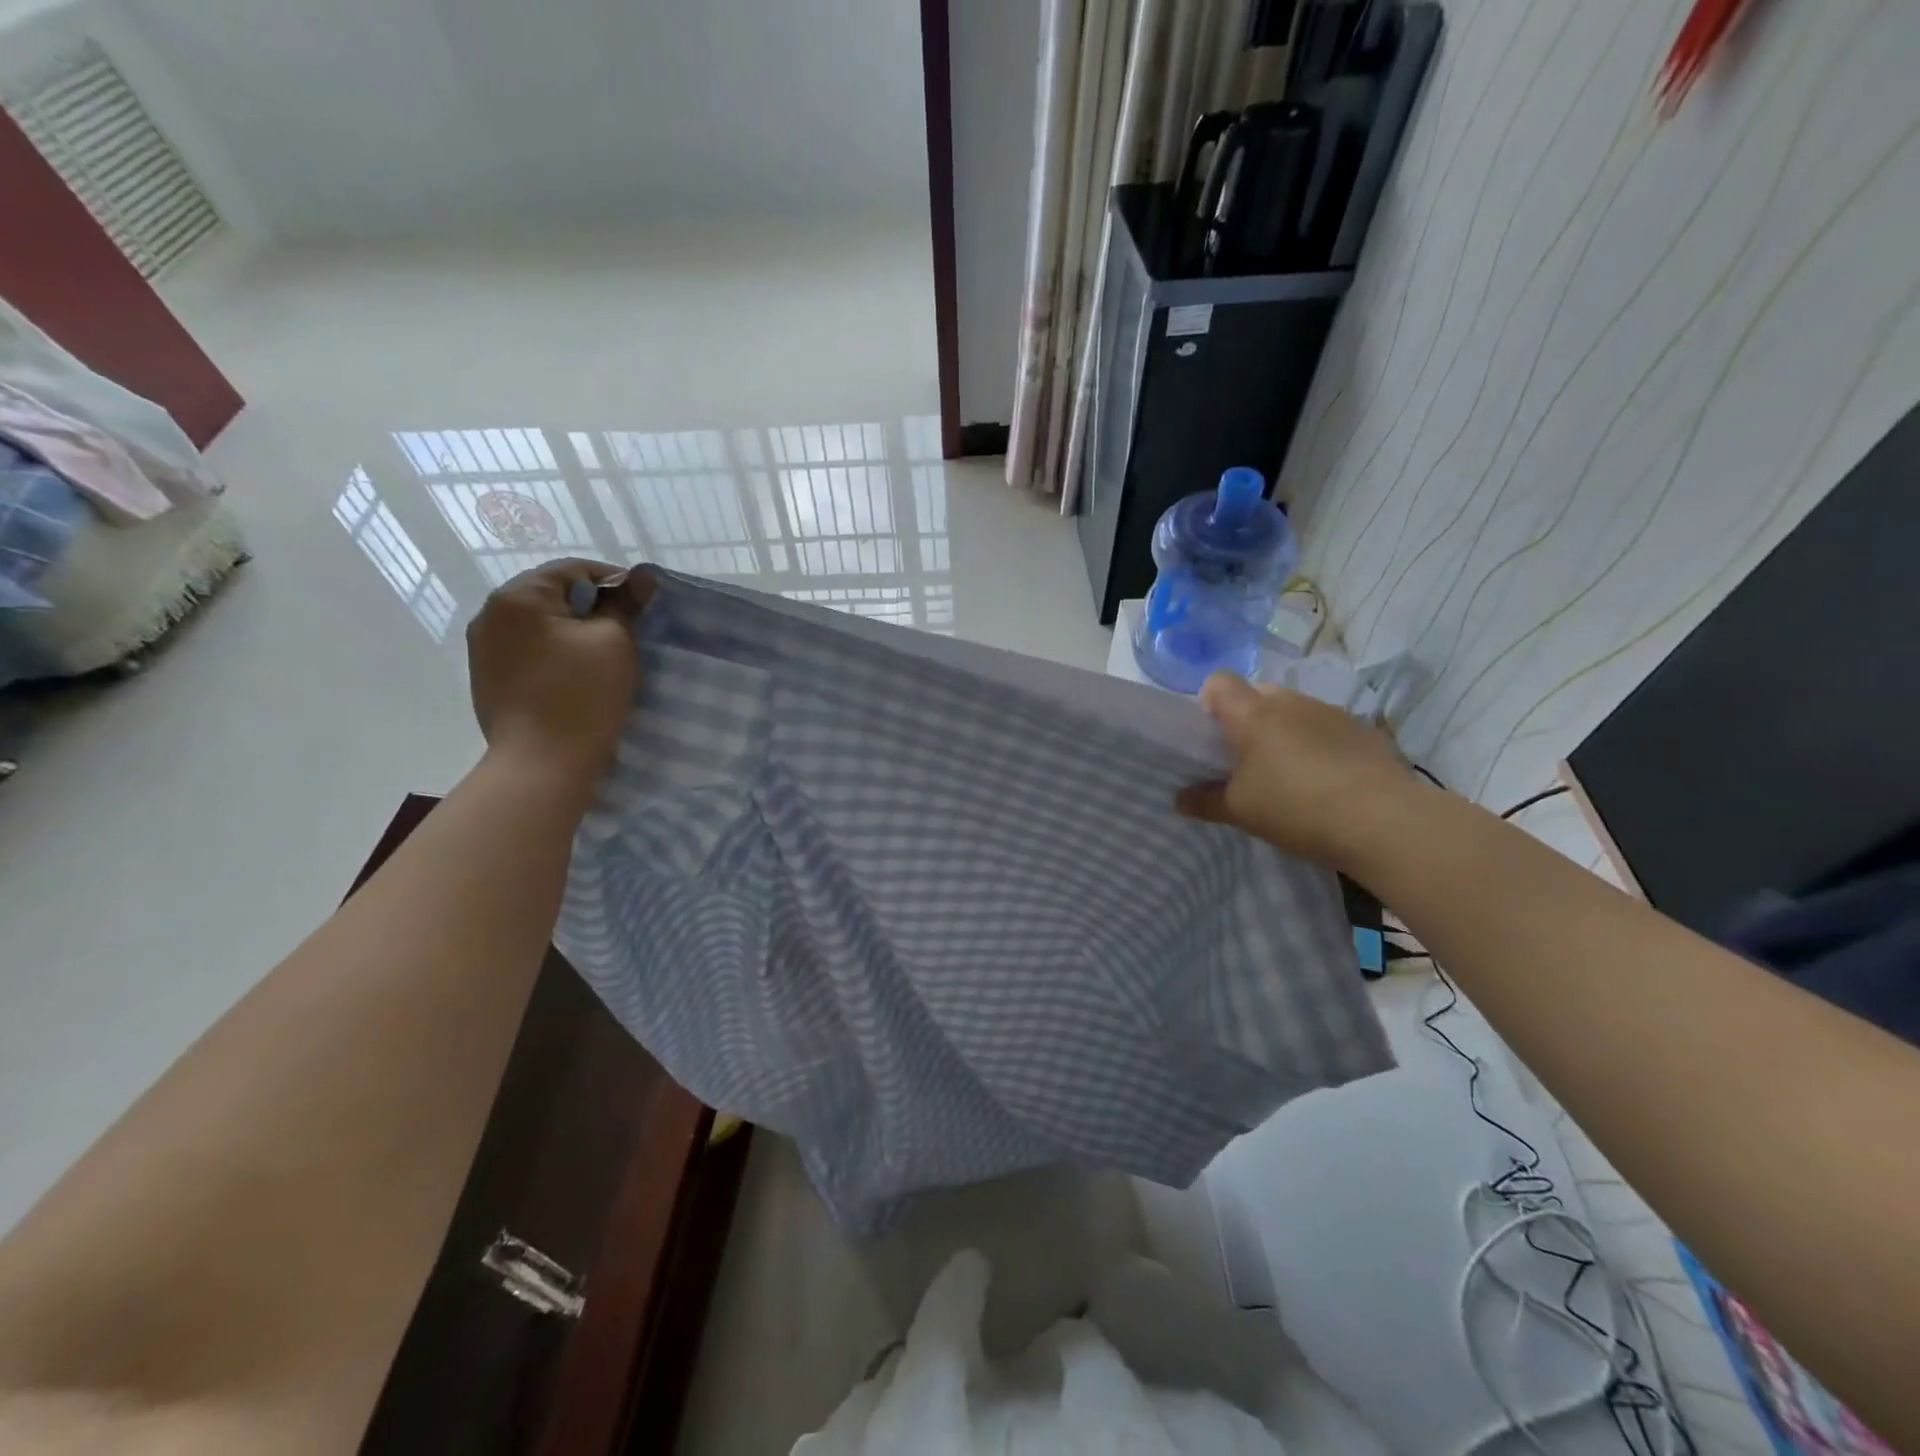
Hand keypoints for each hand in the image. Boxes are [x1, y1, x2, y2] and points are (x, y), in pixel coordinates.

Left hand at [466, 559, 651, 786]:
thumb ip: (626, 604)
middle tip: (627, 634)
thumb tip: (643, 576)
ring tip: (602, 658)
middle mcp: (490, 615)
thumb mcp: (615, 642)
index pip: (573, 570)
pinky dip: (554, 655)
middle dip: (591, 609)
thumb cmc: (583, 695)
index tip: (642, 607)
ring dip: (572, 633)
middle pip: (552, 596)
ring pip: (539, 626)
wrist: (542, 764)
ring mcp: (483, 649)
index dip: (615, 582)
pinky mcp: (488, 679)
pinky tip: (575, 678)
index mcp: (517, 597)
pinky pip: (528, 652)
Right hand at [1175, 671, 1424, 866]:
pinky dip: (1321, 745)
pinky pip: (1328, 727)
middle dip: (1248, 718)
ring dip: (1286, 731)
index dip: (1209, 703)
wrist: (1383, 821)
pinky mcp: (1364, 729)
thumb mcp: (1240, 812)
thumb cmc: (1296, 808)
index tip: (1211, 737)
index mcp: (1252, 714)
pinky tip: (1329, 781)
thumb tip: (1179, 799)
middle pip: (1258, 693)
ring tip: (1292, 774)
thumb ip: (1204, 802)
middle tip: (1247, 760)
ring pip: (1295, 710)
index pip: (1218, 682)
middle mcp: (1290, 702)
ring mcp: (1331, 712)